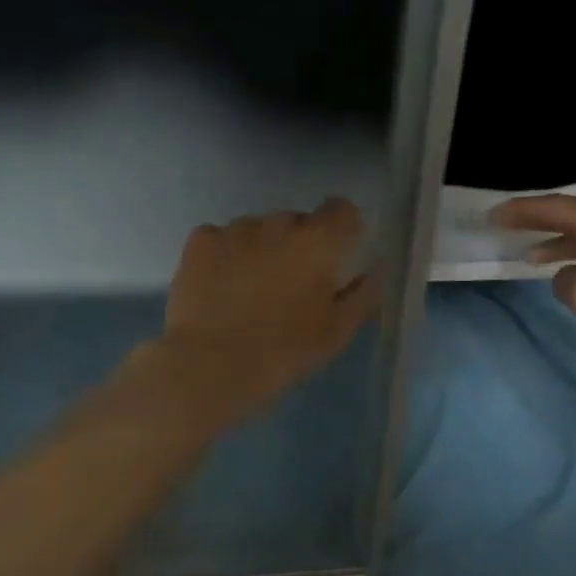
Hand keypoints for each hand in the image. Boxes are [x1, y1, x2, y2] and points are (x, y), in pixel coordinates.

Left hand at [158, 197, 377, 422]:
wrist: (211, 365)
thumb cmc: (285, 351)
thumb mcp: (337, 332)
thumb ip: (363, 294)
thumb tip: (375, 269)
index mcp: (319, 242)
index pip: (342, 209)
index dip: (343, 228)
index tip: (337, 255)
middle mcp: (279, 223)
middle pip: (298, 221)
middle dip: (299, 244)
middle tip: (292, 285)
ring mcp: (236, 229)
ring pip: (258, 229)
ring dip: (262, 248)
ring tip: (251, 289)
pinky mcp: (200, 241)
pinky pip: (223, 238)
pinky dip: (227, 255)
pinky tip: (221, 286)